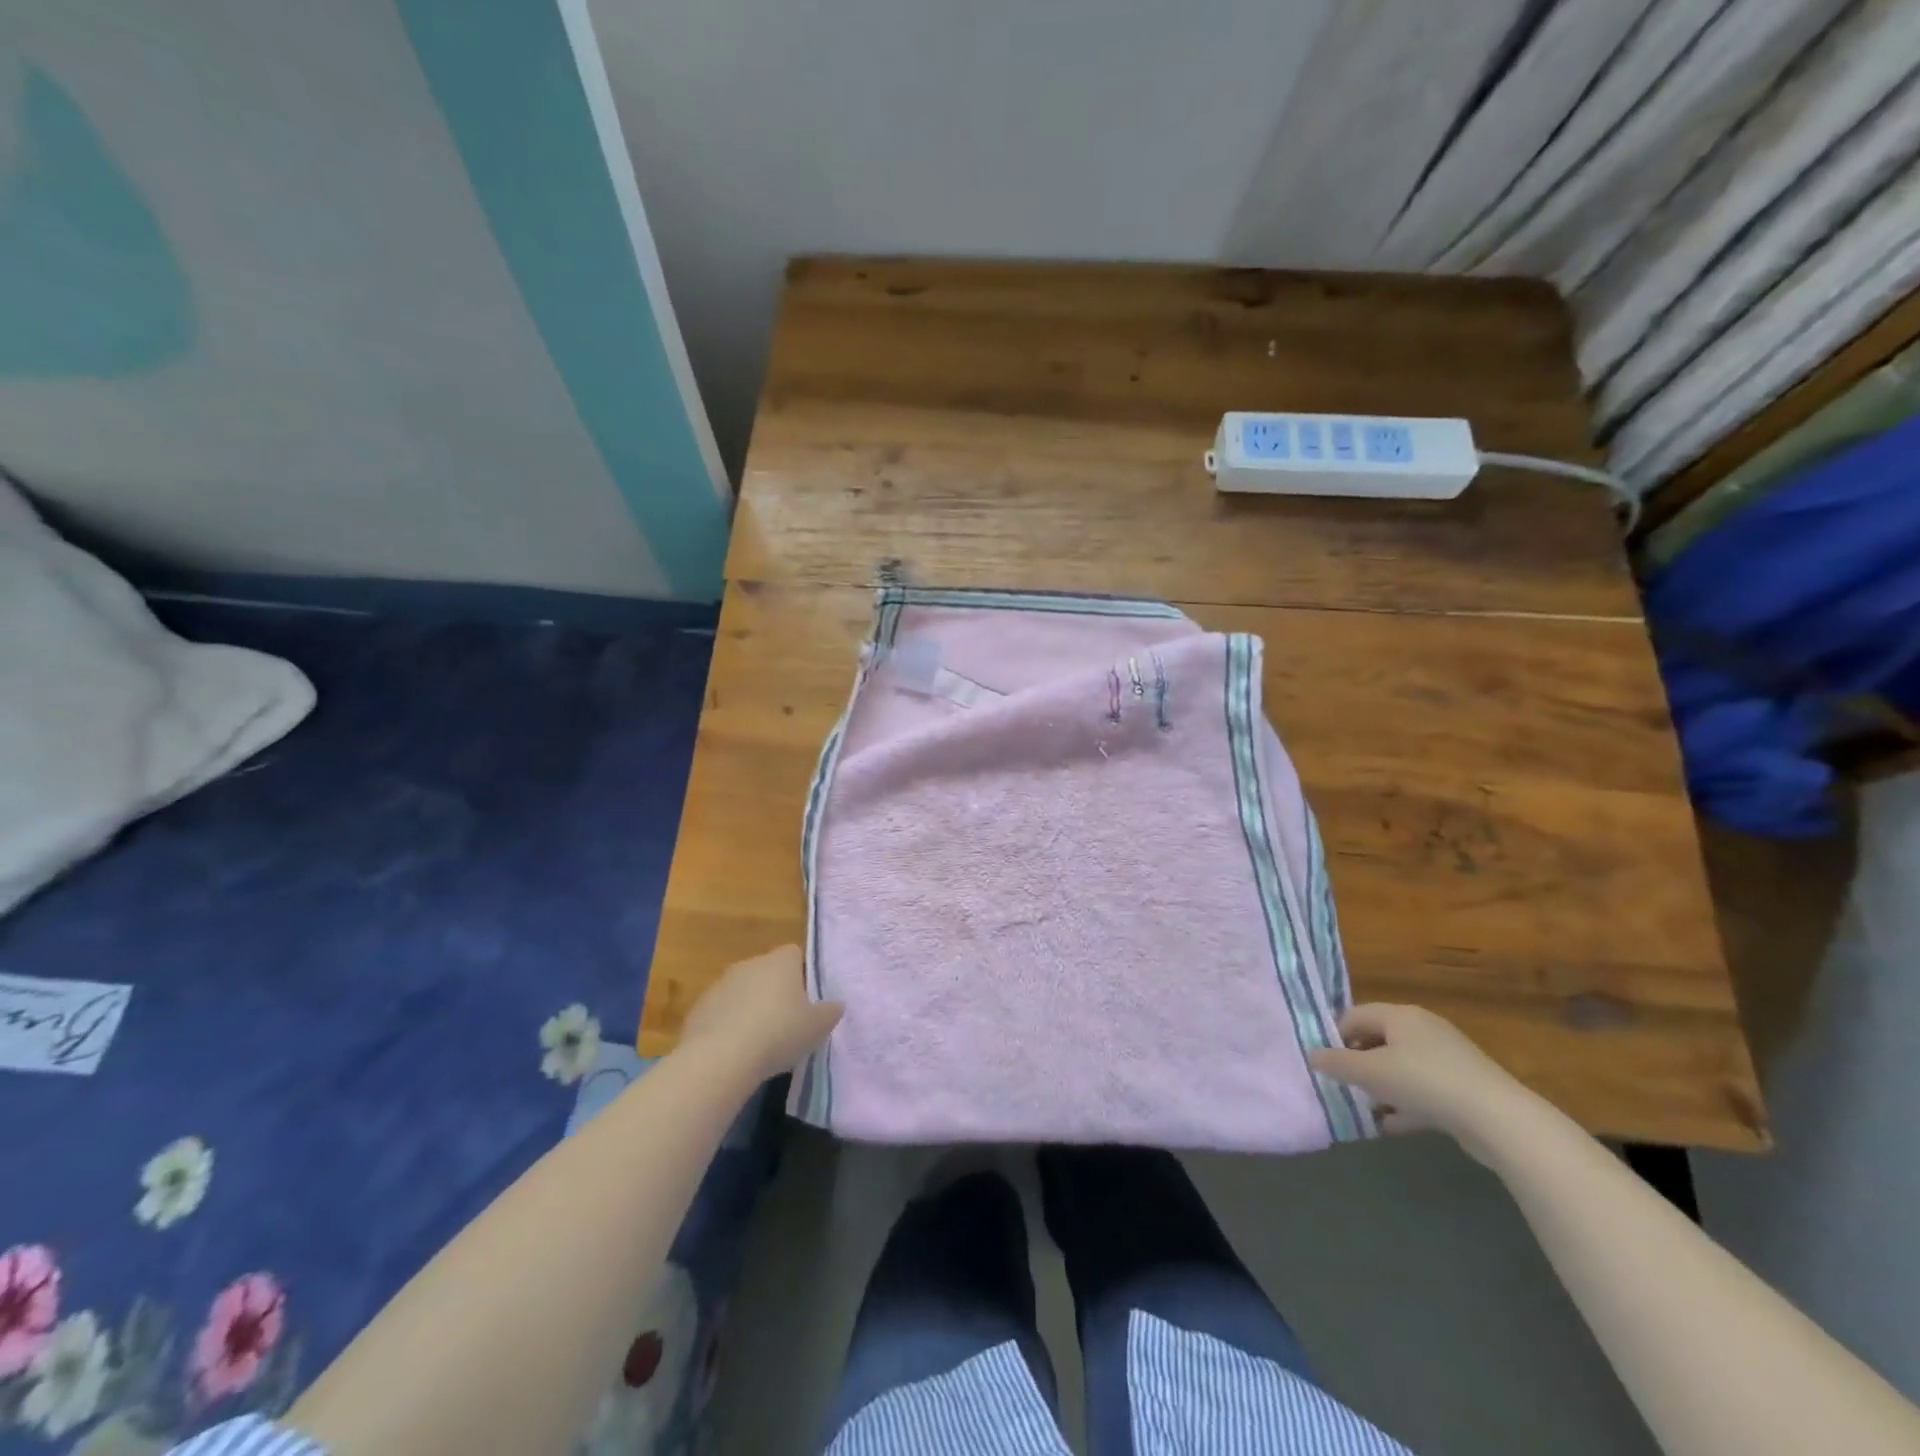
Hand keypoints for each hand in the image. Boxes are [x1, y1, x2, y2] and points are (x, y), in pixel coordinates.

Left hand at [679, 945, 842, 1082]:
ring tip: (758, 1042)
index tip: (805, 1000)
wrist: (721, 1057)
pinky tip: (734, 1051)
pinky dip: (727, 1025)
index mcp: (780, 962)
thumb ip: (830, 1012)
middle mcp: (749, 964)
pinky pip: (719, 1012)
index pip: (794, 954)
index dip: (801, 974)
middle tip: (785, 1022)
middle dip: (774, 992)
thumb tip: (836, 1004)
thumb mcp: (818, 1026)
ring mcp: (720, 985)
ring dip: (748, 1008)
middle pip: (766, 971)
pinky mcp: (698, 1009)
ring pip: (741, 991)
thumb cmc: (779, 1033)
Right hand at [1308, 1004, 1542, 1162]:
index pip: (1354, 1015)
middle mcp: (1423, 1029)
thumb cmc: (1424, 1082)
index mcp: (1400, 1015)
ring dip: (1381, 1088)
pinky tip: (1392, 1125)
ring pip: (1400, 1068)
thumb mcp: (1370, 1072)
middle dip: (1358, 1065)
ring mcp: (1446, 1058)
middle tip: (1344, 1087)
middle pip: (1378, 1040)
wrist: (1498, 1120)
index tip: (1325, 1064)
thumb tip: (1311, 1055)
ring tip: (1366, 1110)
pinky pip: (1422, 1089)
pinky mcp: (1463, 1087)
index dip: (1335, 1037)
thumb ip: (1337, 1063)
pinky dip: (1405, 1104)